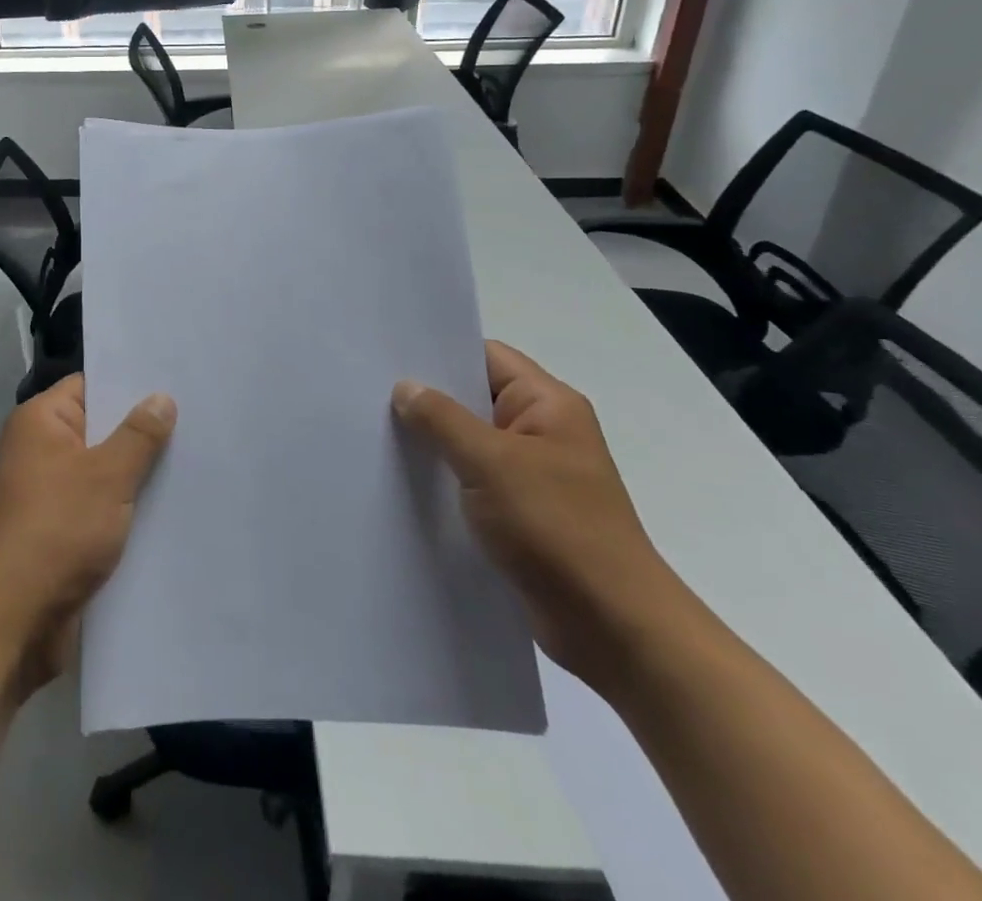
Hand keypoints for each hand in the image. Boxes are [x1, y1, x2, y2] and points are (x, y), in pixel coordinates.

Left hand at [0, 374, 175, 699]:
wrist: (12, 621)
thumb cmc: (56, 532)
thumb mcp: (106, 477)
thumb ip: (138, 435)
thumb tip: (161, 397)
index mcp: (41, 422)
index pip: (91, 385)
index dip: (131, 383)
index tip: (176, 381)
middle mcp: (41, 449)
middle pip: (100, 426)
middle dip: (143, 429)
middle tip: (197, 419)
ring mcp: (49, 490)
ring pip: (104, 468)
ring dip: (138, 471)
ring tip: (195, 459)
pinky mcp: (60, 528)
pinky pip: (100, 502)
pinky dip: (127, 504)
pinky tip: (170, 504)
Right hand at [393, 342, 688, 694]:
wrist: (614, 629)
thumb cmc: (557, 529)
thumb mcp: (491, 462)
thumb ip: (442, 419)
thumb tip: (405, 387)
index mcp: (548, 405)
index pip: (486, 357)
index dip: (439, 353)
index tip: (388, 357)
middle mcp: (542, 431)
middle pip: (474, 398)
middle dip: (427, 399)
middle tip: (368, 394)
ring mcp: (532, 474)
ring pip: (470, 442)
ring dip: (432, 443)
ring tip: (375, 434)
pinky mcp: (521, 514)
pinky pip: (473, 481)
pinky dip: (443, 479)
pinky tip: (402, 482)